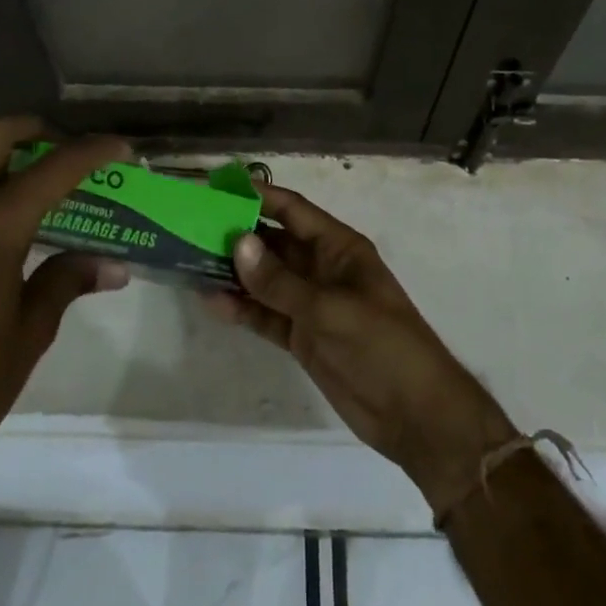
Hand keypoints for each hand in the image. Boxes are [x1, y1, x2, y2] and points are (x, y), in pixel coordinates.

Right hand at [206, 184, 517, 518]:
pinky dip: (242, 309)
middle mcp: (321, 269)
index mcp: (338, 248)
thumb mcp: (330, 310)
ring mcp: (311, 304)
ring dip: (234, 273)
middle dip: (237, 235)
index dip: (258, 196)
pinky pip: (266, 314)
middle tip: (190, 228)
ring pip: (265, 280)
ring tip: (190, 262)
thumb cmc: (382, 346)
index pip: (292, 211)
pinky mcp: (303, 337)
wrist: (415, 416)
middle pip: (274, 243)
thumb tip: (237, 242)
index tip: (217, 188)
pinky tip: (211, 302)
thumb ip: (280, 281)